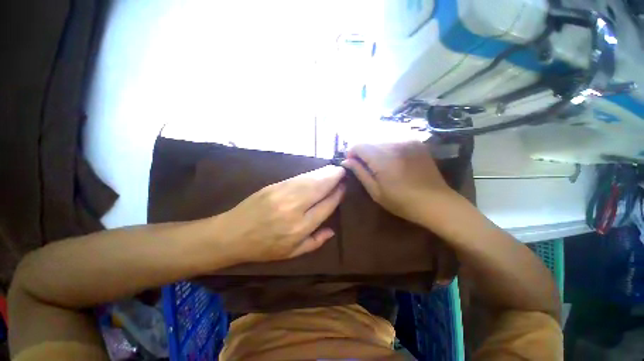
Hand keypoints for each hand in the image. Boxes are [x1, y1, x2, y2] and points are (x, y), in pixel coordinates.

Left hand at [219, 165, 345, 262]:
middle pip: (320, 188)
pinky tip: (317, 172)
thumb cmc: (264, 247)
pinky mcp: (274, 186)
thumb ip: (315, 242)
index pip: (326, 206)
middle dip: (334, 178)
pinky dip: (311, 174)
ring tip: (334, 169)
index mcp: (300, 227)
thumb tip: (332, 231)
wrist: (233, 234)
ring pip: (310, 180)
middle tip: (343, 172)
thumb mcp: (291, 253)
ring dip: (324, 173)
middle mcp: (294, 208)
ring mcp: (283, 194)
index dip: (337, 195)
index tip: (344, 188)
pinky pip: (298, 178)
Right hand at [342, 141, 456, 225]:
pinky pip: (394, 138)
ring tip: (378, 163)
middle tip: (365, 165)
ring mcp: (407, 141)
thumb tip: (347, 161)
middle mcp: (394, 144)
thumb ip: (360, 173)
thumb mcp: (376, 192)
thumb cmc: (402, 202)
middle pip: (369, 140)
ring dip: (375, 148)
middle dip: (363, 151)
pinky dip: (387, 146)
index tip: (353, 164)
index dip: (352, 153)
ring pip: (381, 138)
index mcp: (382, 158)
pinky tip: (392, 158)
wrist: (436, 201)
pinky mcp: (416, 141)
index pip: (358, 145)